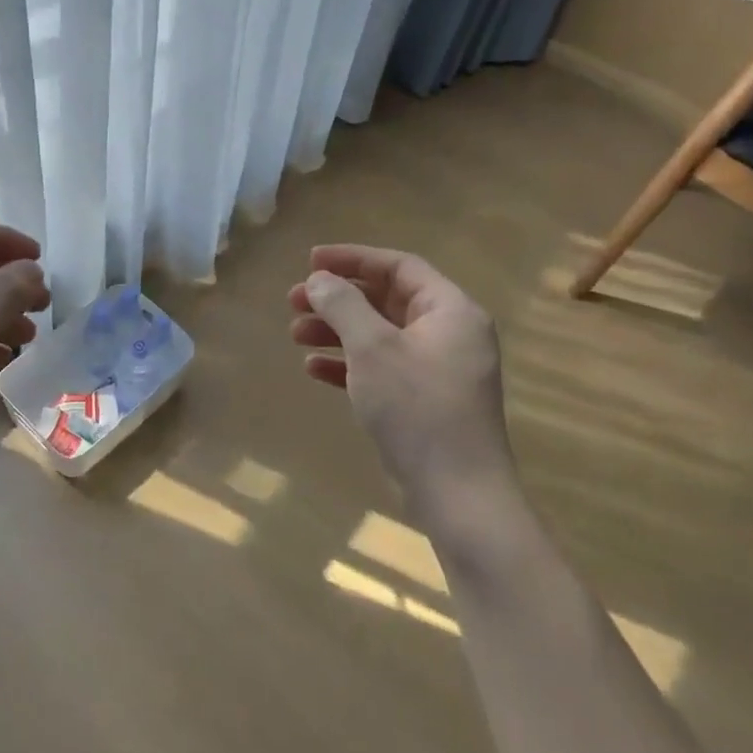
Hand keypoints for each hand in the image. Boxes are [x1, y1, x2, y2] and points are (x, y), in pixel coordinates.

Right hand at [289, 244, 514, 513]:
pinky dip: (348, 363)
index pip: (399, 266)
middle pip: (386, 299)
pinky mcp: (424, 401)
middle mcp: (449, 333)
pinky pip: (381, 367)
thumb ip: (343, 305)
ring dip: (336, 330)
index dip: (353, 258)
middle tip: (295, 301)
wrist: (458, 494)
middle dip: (338, 298)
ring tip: (295, 334)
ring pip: (379, 334)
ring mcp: (437, 369)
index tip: (310, 261)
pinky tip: (313, 368)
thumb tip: (319, 279)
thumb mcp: (373, 348)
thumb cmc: (417, 408)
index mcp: (450, 310)